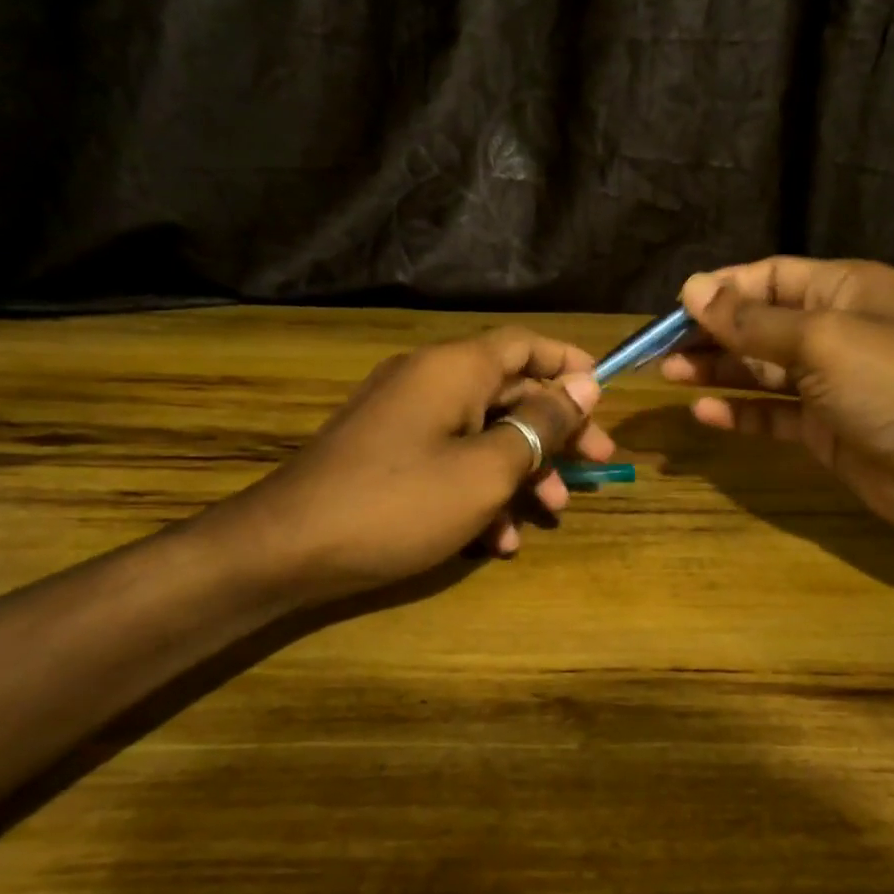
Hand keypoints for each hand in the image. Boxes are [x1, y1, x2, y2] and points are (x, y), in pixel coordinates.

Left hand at [205, 328, 612, 604]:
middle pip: (509, 392)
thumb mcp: (485, 469)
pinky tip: (498, 541)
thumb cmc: (400, 503)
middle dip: (556, 432)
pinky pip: (448, 461)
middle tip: (598, 465)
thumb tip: (583, 388)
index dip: (568, 364)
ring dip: (523, 471)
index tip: (604, 397)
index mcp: (453, 369)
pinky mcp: (388, 456)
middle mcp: (428, 382)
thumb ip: (539, 426)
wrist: (289, 548)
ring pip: (483, 433)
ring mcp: (404, 420)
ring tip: (552, 514)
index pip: (523, 344)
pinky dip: (479, 492)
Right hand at [661, 257, 893, 551]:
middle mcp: (836, 331)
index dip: (722, 289)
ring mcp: (831, 385)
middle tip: (660, 350)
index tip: (673, 308)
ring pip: (761, 370)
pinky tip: (705, 414)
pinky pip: (772, 414)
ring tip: (671, 375)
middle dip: (711, 333)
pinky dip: (740, 413)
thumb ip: (753, 321)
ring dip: (717, 370)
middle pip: (760, 324)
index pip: (770, 277)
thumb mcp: (822, 341)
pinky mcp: (825, 430)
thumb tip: (692, 289)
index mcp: (845, 291)